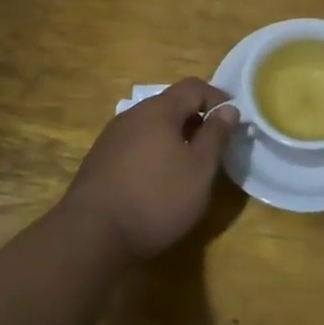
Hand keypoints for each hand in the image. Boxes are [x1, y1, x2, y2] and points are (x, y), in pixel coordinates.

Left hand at [62, 78, 239, 260]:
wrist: (91, 237)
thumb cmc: (156, 198)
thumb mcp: (199, 170)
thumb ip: (216, 136)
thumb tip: (228, 109)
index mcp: (158, 110)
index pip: (193, 87)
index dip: (217, 98)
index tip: (232, 121)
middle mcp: (132, 116)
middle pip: (170, 105)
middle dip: (195, 120)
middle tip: (212, 147)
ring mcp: (111, 138)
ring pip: (151, 126)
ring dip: (173, 138)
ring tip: (187, 166)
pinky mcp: (98, 161)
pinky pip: (135, 145)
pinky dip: (153, 153)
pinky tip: (156, 181)